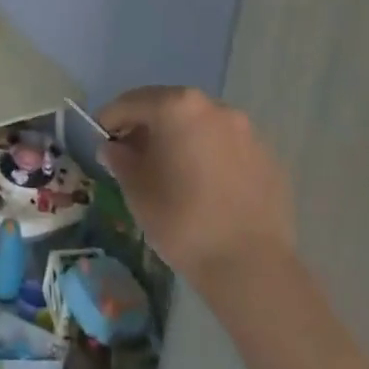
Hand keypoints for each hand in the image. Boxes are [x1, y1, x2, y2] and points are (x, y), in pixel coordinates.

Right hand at [96, 86, 295, 294]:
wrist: (251, 267)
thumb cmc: (182, 220)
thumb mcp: (136, 190)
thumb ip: (120, 159)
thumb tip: (113, 148)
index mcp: (177, 107)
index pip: (132, 102)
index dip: (111, 119)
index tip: (100, 138)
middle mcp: (214, 108)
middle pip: (169, 107)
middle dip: (147, 125)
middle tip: (132, 152)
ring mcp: (246, 131)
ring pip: (201, 125)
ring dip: (181, 138)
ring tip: (170, 169)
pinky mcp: (268, 157)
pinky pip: (227, 146)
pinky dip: (209, 155)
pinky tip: (204, 186)